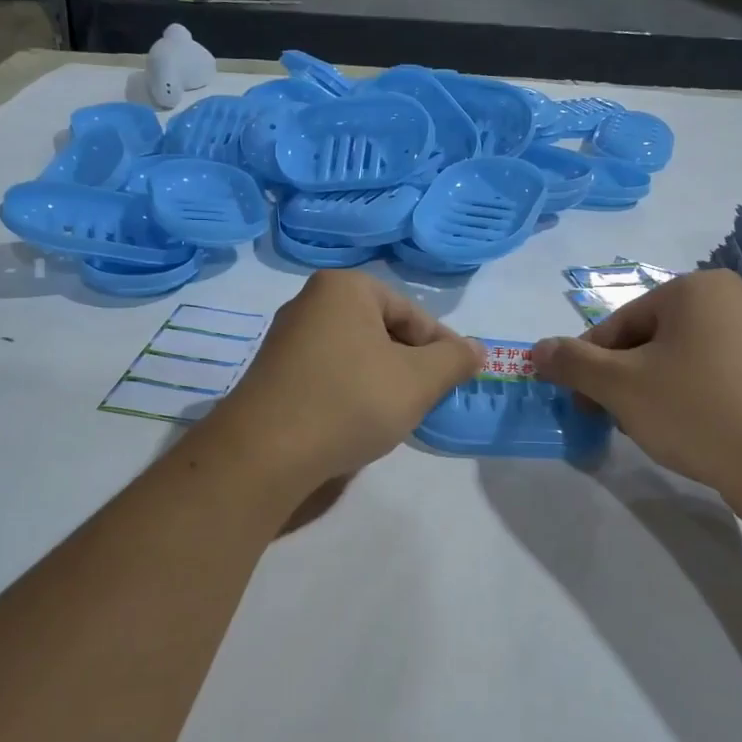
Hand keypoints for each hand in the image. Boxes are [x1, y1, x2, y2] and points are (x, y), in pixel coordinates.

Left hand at [207, 270, 480, 489]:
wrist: (265, 453)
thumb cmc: (351, 401)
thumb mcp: (418, 380)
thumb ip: (454, 360)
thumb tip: (476, 348)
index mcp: (345, 288)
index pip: (411, 313)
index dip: (441, 347)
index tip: (457, 380)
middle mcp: (310, 302)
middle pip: (382, 331)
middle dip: (410, 364)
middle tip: (427, 399)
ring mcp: (287, 338)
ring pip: (356, 354)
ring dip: (382, 380)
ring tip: (394, 414)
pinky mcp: (274, 373)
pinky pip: (328, 373)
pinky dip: (351, 392)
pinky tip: (357, 421)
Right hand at [531, 270, 741, 514]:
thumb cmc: (697, 410)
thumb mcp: (620, 386)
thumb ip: (572, 364)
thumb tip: (537, 350)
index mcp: (696, 289)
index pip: (619, 323)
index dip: (589, 364)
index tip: (577, 401)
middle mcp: (731, 303)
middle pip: (649, 341)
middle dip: (622, 381)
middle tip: (611, 419)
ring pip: (678, 363)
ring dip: (651, 394)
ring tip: (649, 431)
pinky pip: (711, 381)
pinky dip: (688, 403)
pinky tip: (686, 435)